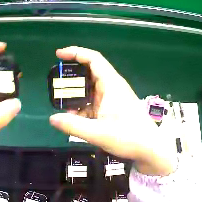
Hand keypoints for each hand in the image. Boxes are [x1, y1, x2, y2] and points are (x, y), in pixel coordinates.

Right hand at [50, 47, 176, 175]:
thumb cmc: (128, 137)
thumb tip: (52, 118)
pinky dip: (84, 107)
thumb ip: (73, 125)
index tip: (59, 55)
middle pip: (90, 73)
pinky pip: (95, 102)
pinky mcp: (114, 108)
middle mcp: (113, 87)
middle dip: (72, 77)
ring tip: (62, 104)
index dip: (75, 53)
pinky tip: (75, 118)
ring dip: (77, 95)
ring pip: (91, 89)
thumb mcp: (98, 133)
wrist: (149, 148)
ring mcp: (114, 98)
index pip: (93, 59)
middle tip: (56, 85)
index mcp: (111, 84)